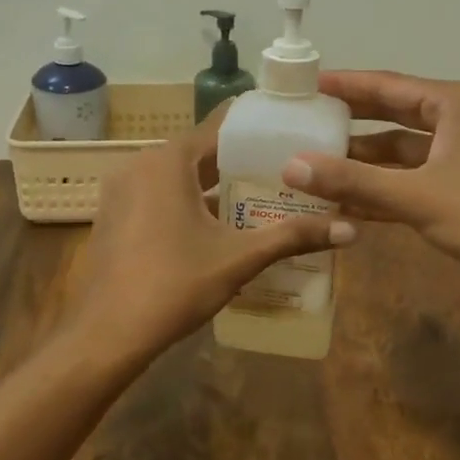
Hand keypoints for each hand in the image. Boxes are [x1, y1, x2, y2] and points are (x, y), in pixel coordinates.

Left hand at [63, 106, 356, 363]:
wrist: (107, 333)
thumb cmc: (174, 284)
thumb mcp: (238, 259)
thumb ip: (293, 237)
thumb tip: (352, 229)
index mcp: (168, 161)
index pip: (219, 126)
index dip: (256, 126)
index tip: (290, 129)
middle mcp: (140, 164)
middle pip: (198, 152)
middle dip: (239, 161)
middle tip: (285, 168)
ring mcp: (121, 191)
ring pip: (177, 175)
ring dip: (212, 184)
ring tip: (259, 195)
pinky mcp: (114, 216)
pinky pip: (157, 195)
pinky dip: (186, 200)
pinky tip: (216, 224)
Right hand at [284, 71, 459, 291]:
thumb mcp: (417, 196)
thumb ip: (353, 181)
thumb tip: (291, 166)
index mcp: (454, 104)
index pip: (387, 85)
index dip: (343, 84)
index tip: (303, 84)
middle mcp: (459, 121)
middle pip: (392, 115)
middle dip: (348, 123)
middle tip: (301, 122)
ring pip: (400, 152)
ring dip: (362, 163)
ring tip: (312, 167)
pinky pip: (412, 180)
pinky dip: (382, 190)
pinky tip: (344, 203)